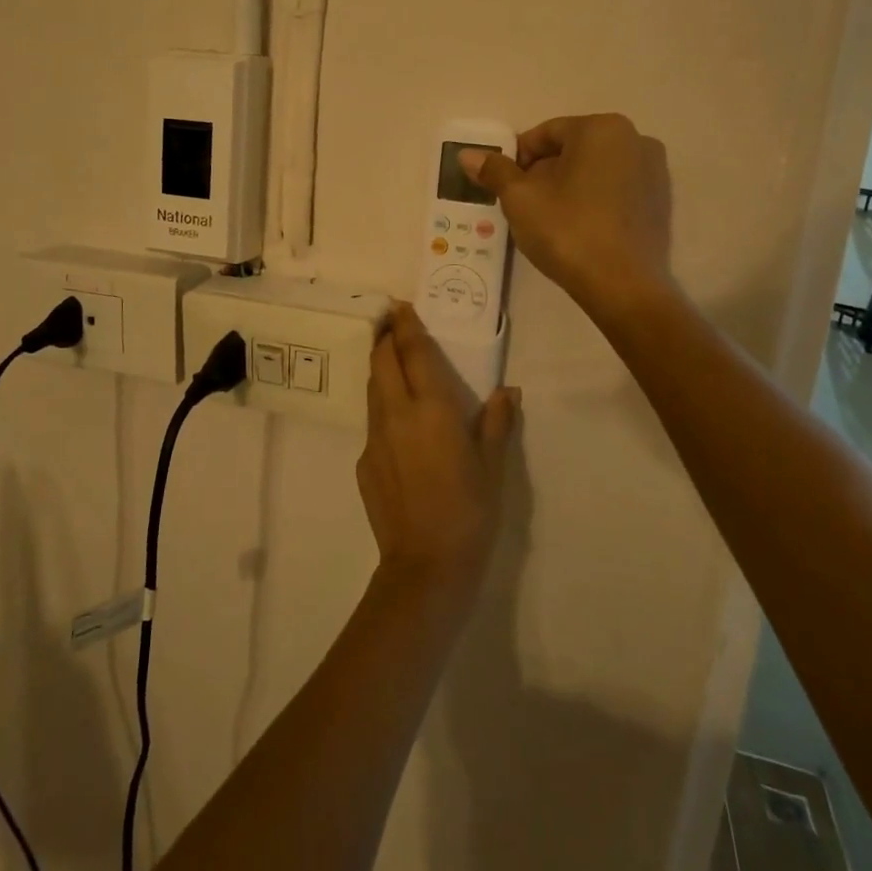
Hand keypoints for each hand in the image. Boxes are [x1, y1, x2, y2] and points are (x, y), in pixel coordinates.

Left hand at [357, 304, 519, 601]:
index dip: (405, 325)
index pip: (412, 352)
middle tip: (393, 326)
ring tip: (393, 364)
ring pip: (372, 390)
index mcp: (431, 408)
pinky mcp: (363, 462)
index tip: (400, 306)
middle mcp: (396, 414)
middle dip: (385, 339)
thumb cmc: (470, 510)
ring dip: (380, 370)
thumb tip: (508, 392)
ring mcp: (374, 438)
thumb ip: (497, 423)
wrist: (427, 564)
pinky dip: (383, 410)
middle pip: (381, 362)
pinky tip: (400, 427)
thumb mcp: (493, 466)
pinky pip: (372, 424)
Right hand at [460, 113, 672, 317]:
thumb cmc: (567, 231)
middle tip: (523, 204)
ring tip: (549, 219)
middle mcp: (635, 139)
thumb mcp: (520, 199)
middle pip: (572, 149)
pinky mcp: (660, 200)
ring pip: (595, 169)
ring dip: (568, 186)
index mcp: (601, 129)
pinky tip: (578, 228)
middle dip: (543, 172)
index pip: (545, 134)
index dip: (517, 159)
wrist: (622, 286)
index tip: (503, 186)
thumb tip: (467, 155)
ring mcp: (654, 170)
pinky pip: (615, 189)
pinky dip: (593, 200)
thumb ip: (495, 171)